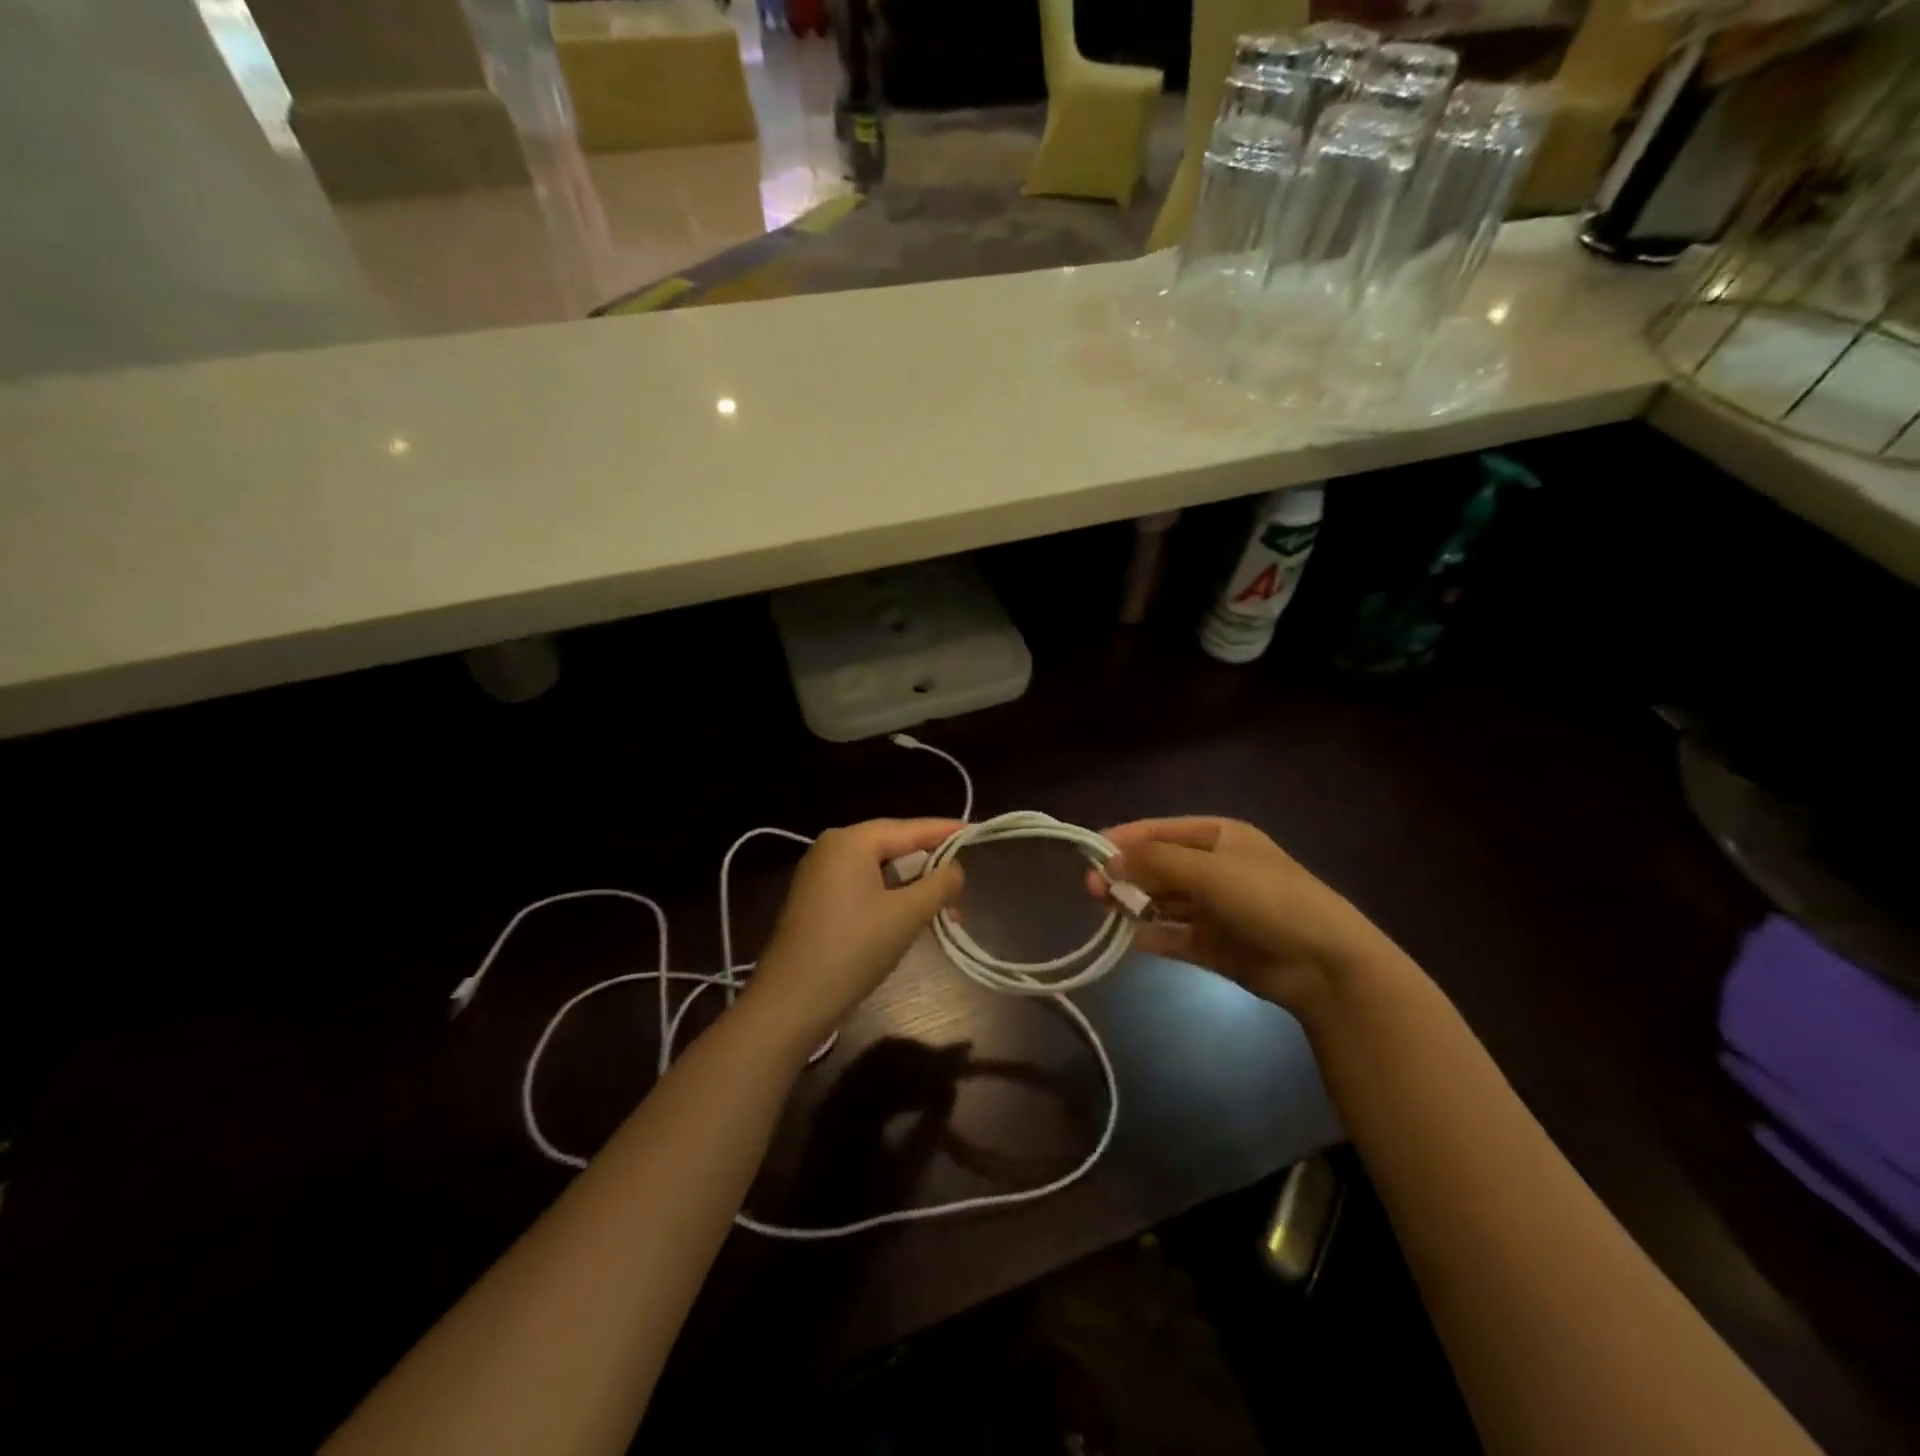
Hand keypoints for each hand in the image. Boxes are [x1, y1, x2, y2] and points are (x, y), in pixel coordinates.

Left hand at [743, 818, 964, 1049]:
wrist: (791, 1002)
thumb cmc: (853, 950)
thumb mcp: (906, 915)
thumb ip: (938, 884)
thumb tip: (955, 868)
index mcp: (850, 841)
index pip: (909, 828)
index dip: (945, 831)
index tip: (977, 831)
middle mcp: (832, 848)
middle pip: (893, 846)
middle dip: (930, 864)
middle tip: (965, 875)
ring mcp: (819, 875)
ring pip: (879, 870)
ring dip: (913, 886)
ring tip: (947, 904)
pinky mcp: (816, 900)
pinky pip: (863, 886)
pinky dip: (891, 897)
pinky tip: (913, 914)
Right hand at [1087, 817, 1388, 1014]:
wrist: (1325, 963)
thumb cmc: (1267, 899)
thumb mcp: (1209, 870)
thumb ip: (1155, 863)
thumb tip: (1108, 862)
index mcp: (1219, 837)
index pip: (1160, 831)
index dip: (1124, 839)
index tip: (1089, 853)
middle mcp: (1214, 867)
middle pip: (1158, 866)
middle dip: (1126, 874)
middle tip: (1091, 890)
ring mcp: (1215, 907)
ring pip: (1163, 900)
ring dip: (1135, 903)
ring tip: (1104, 911)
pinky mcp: (1215, 944)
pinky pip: (1174, 935)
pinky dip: (1153, 936)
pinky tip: (1130, 939)